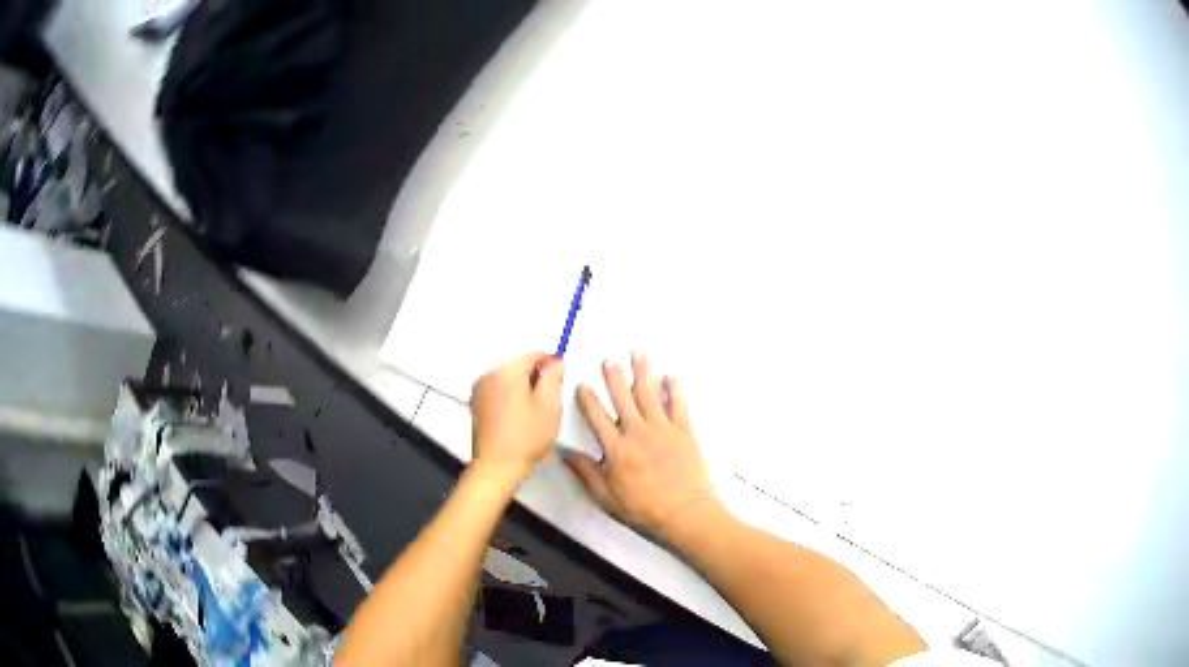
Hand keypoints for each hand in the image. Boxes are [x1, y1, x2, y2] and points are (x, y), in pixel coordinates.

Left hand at [470, 353, 563, 480]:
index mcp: (505, 372)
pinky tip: (520, 418)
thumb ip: (553, 377)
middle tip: (551, 400)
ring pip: (508, 380)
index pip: (533, 355)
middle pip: (519, 366)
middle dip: (537, 378)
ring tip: (536, 412)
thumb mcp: (549, 405)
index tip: (562, 379)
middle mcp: (488, 376)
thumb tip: (555, 362)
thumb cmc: (526, 437)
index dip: (551, 363)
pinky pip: (498, 392)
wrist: (496, 467)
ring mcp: (479, 391)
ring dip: (524, 389)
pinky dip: (511, 398)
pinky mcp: (476, 406)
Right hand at [565, 353, 719, 539]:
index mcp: (617, 449)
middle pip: (623, 397)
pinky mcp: (684, 431)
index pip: (597, 417)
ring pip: (650, 393)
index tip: (583, 385)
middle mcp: (638, 433)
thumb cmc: (645, 508)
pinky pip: (679, 404)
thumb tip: (566, 456)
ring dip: (643, 372)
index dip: (588, 399)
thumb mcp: (607, 497)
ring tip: (638, 355)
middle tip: (609, 361)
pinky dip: (674, 389)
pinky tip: (670, 377)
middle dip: (614, 377)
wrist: (684, 511)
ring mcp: (663, 429)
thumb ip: (586, 473)